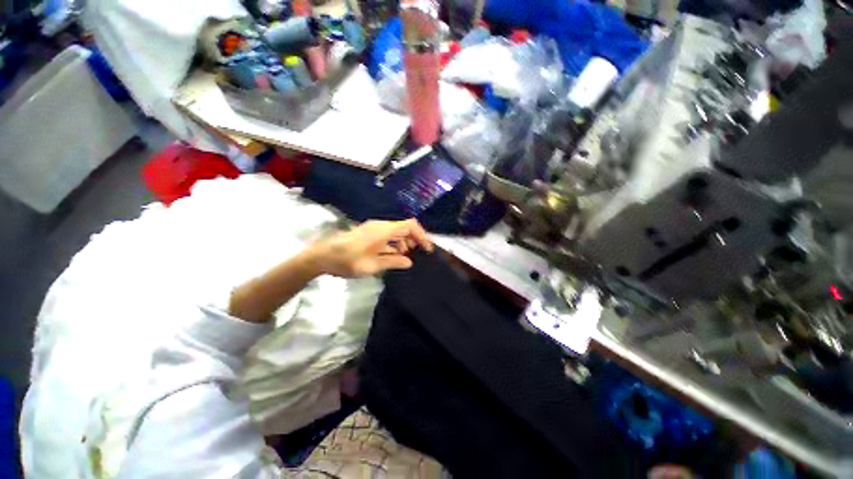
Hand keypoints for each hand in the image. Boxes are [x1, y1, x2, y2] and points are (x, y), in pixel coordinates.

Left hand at [313, 219, 432, 277]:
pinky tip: (393, 255)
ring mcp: (374, 228)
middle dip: (414, 240)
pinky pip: (388, 235)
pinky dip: (395, 243)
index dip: (421, 236)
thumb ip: (393, 261)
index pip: (410, 226)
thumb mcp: (373, 265)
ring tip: (405, 258)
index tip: (427, 249)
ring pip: (396, 231)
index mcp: (384, 230)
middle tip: (417, 255)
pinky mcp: (369, 233)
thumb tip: (409, 262)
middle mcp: (381, 225)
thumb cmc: (348, 261)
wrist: (322, 256)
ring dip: (404, 242)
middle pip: (405, 227)